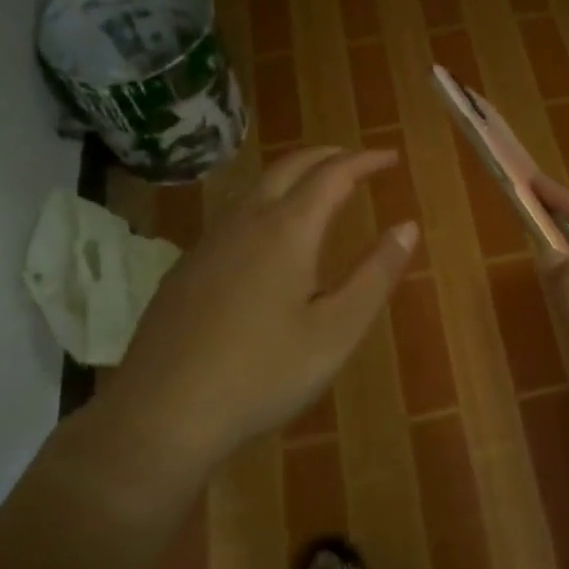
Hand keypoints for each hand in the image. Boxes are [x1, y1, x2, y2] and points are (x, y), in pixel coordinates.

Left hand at [113, 147, 417, 466]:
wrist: (161, 413)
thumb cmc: (263, 374)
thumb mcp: (336, 331)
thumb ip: (375, 274)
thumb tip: (407, 226)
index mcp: (288, 230)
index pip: (333, 175)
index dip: (365, 161)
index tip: (391, 157)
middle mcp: (246, 222)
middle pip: (289, 166)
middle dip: (328, 156)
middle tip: (358, 160)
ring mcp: (209, 242)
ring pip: (256, 186)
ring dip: (293, 174)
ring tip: (318, 187)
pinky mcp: (186, 267)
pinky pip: (234, 213)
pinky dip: (266, 201)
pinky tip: (267, 234)